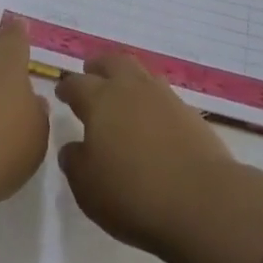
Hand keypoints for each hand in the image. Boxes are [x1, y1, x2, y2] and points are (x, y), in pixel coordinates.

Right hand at [55, 52, 235, 254]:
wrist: (200, 200)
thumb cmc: (133, 194)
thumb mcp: (88, 188)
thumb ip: (75, 163)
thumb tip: (73, 147)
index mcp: (100, 100)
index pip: (78, 84)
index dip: (67, 87)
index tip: (62, 92)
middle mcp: (131, 88)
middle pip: (112, 62)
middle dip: (99, 66)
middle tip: (91, 72)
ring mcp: (163, 96)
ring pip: (139, 73)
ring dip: (126, 78)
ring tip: (122, 93)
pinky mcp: (188, 111)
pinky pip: (161, 93)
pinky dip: (150, 98)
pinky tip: (149, 116)